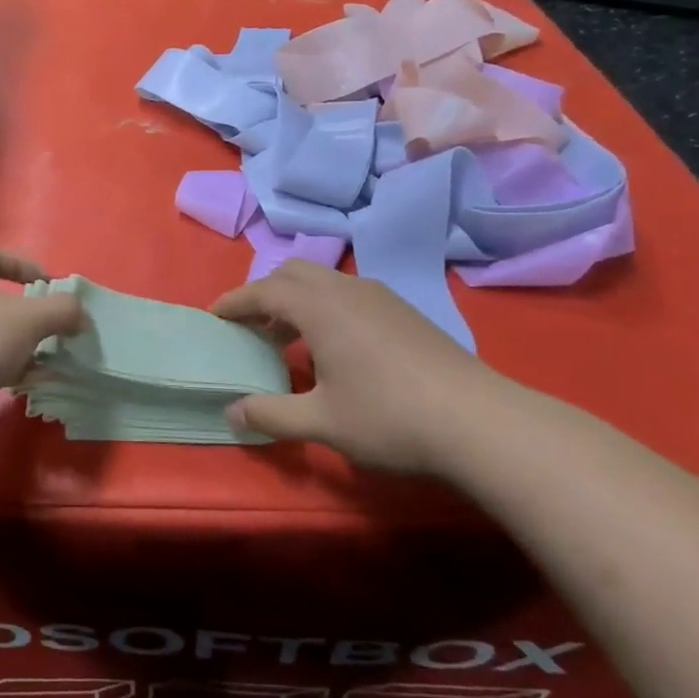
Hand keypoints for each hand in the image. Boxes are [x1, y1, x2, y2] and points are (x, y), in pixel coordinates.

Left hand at [0, 242, 85, 412]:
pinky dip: (0, 367)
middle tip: (49, 326)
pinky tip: (26, 383)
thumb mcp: (28, 319)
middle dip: (22, 312)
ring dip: (15, 344)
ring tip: (45, 359)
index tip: (49, 285)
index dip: (23, 265)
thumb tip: (80, 315)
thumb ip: (61, 311)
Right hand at [211, 259, 508, 474]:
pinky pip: (350, 294)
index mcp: (320, 307)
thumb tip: (231, 414)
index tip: (214, 316)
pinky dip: (326, 307)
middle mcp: (347, 290)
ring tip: (290, 339)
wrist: (483, 424)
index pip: (263, 291)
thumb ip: (270, 415)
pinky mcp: (407, 312)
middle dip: (264, 294)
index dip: (234, 302)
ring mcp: (382, 298)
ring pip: (324, 281)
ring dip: (297, 300)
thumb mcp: (322, 422)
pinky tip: (337, 348)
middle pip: (293, 273)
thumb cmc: (391, 418)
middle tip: (252, 328)